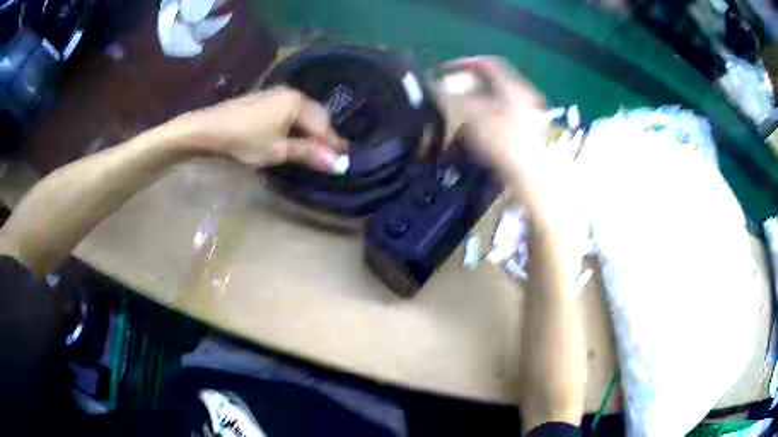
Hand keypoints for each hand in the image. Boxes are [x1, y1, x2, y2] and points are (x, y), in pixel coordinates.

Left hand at [170, 86, 346, 170]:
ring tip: (314, 148)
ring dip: (310, 131)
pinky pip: (289, 112)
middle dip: (323, 136)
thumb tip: (337, 163)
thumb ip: (308, 154)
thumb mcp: (277, 150)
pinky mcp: (265, 100)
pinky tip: (294, 136)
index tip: (345, 159)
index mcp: (297, 102)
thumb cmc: (244, 139)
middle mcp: (290, 93)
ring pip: (302, 113)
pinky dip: (296, 126)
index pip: (323, 125)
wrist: (208, 129)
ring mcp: (276, 94)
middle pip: (315, 115)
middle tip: (330, 155)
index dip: (333, 143)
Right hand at [436, 57, 547, 183]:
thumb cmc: (502, 142)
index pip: (487, 63)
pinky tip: (474, 127)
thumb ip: (451, 97)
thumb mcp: (473, 116)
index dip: (462, 63)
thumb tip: (433, 87)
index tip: (443, 72)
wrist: (529, 177)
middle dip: (467, 83)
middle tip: (449, 91)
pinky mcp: (526, 131)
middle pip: (492, 81)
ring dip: (475, 100)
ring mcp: (528, 114)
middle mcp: (524, 95)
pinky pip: (502, 113)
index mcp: (514, 86)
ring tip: (458, 110)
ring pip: (497, 98)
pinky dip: (485, 114)